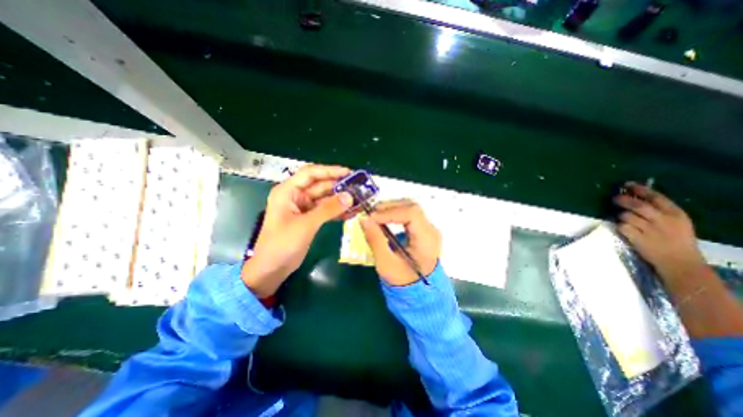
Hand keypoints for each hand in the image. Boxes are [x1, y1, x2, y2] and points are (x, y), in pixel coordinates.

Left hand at [240, 163, 351, 295]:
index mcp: (288, 191)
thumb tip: (350, 197)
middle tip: (358, 187)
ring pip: (325, 198)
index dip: (330, 171)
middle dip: (339, 186)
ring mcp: (304, 208)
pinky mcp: (310, 219)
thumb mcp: (306, 224)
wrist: (272, 269)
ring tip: (359, 199)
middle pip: (320, 185)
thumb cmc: (282, 244)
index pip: (311, 173)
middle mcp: (296, 196)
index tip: (348, 172)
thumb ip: (328, 209)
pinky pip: (326, 211)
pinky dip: (337, 211)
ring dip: (340, 199)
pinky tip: (351, 212)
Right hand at [361, 198, 439, 285]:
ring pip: (410, 207)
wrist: (419, 291)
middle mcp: (431, 230)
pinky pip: (409, 213)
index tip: (371, 217)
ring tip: (374, 215)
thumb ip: (375, 240)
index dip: (390, 212)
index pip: (412, 214)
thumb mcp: (386, 263)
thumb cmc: (403, 280)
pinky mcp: (423, 228)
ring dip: (391, 208)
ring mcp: (429, 228)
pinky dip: (394, 212)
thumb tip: (364, 219)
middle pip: (411, 207)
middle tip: (370, 213)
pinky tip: (383, 218)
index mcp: (427, 240)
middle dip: (389, 207)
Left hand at [616, 181, 706, 279]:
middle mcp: (663, 220)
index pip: (656, 197)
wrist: (679, 261)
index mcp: (676, 214)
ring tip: (624, 219)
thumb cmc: (676, 240)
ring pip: (626, 216)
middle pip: (638, 205)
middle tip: (614, 198)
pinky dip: (620, 226)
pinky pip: (622, 227)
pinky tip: (625, 229)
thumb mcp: (676, 222)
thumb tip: (636, 196)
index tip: (627, 184)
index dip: (639, 189)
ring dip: (621, 215)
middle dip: (624, 200)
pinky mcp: (638, 238)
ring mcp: (650, 230)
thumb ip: (659, 210)